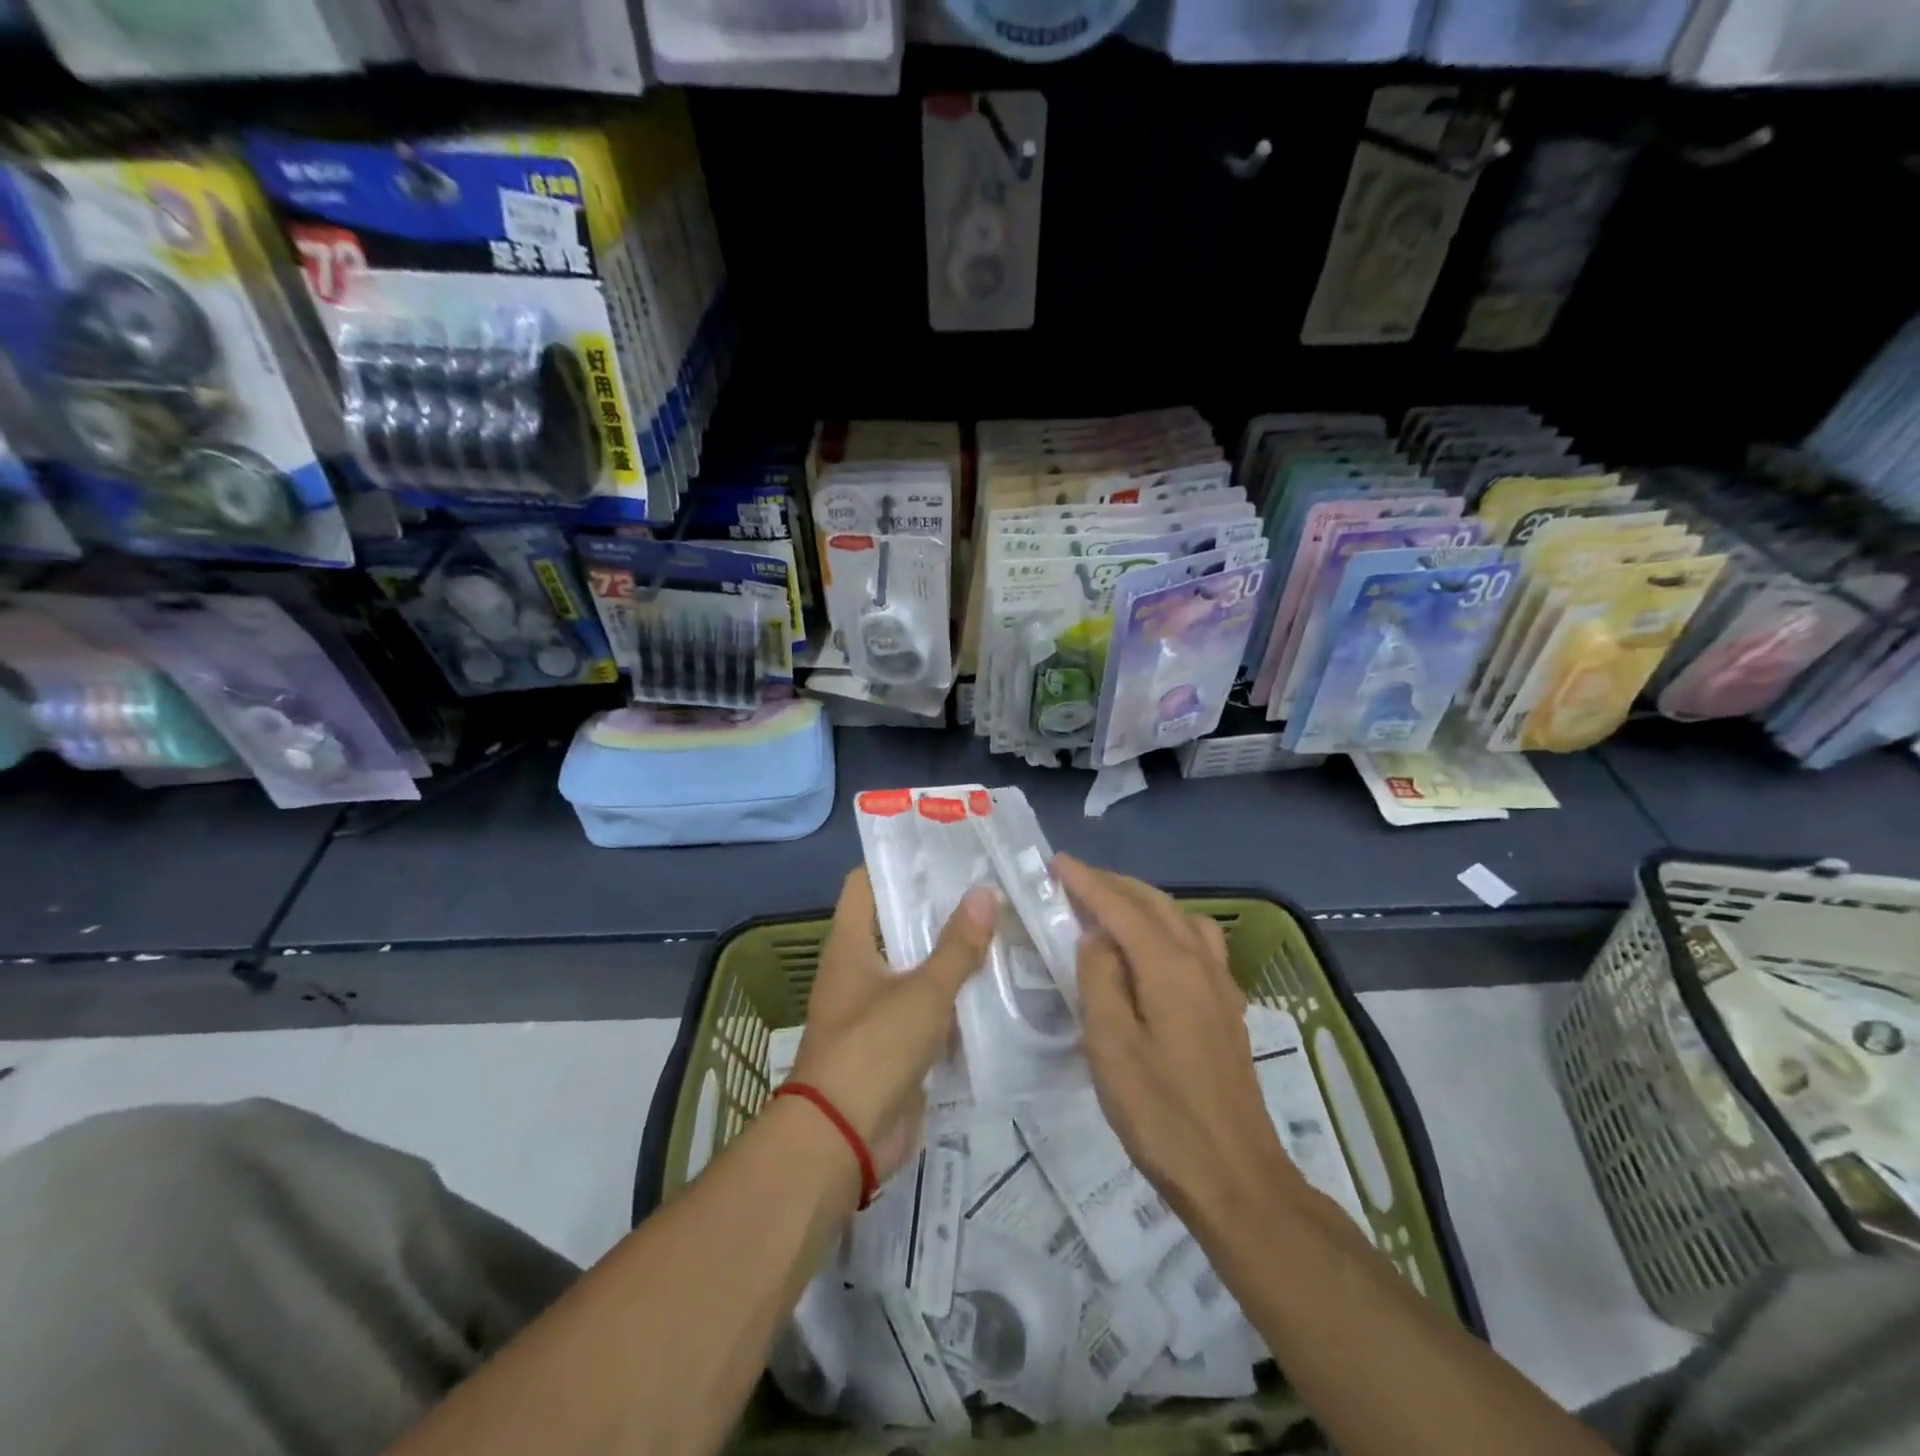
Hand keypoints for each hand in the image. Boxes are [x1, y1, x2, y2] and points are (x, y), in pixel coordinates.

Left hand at [788, 869, 996, 1182]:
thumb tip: (986, 892)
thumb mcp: (922, 993)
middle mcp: (860, 969)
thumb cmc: (873, 1049)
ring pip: (918, 967)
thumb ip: (956, 946)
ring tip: (1002, 926)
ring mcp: (878, 1007)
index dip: (898, 862)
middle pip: (899, 924)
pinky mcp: (897, 1043)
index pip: (866, 884)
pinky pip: (930, 1008)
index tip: (942, 847)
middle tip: (989, 885)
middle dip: (940, 908)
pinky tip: (997, 984)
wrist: (844, 1140)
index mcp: (851, 945)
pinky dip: (956, 997)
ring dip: (952, 953)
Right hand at [1057, 855, 1296, 1221]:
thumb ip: (1099, 979)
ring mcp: (1221, 985)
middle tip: (1074, 881)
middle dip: (1113, 885)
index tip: (1055, 862)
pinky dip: (1167, 925)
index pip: (1121, 908)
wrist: (1236, 1177)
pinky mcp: (1228, 1008)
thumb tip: (1095, 937)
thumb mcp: (1110, 1046)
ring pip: (1181, 919)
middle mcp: (1201, 963)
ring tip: (1110, 908)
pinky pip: (1196, 942)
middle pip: (1155, 904)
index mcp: (1170, 967)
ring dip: (1143, 902)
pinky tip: (1154, 949)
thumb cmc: (1162, 1114)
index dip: (1087, 882)